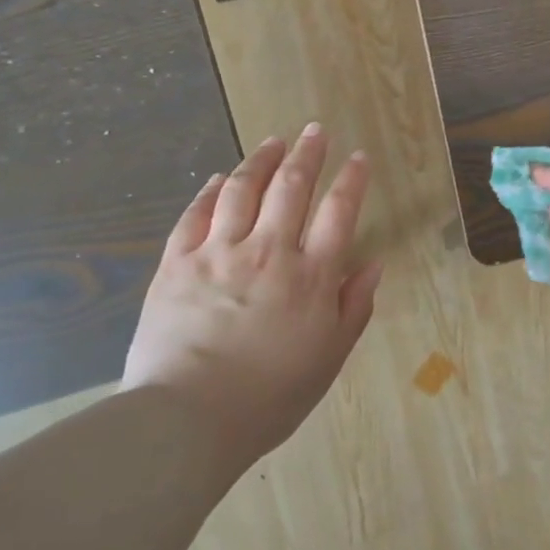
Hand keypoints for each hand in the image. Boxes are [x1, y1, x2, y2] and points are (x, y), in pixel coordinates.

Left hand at [123, 124, 382, 457]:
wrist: (187, 419)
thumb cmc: (270, 396)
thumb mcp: (329, 358)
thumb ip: (354, 306)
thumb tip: (373, 263)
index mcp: (311, 276)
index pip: (338, 212)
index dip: (352, 179)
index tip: (359, 157)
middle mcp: (269, 251)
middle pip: (292, 187)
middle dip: (308, 153)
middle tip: (316, 130)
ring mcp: (218, 253)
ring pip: (243, 190)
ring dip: (261, 160)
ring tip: (274, 141)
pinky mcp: (176, 264)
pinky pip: (195, 215)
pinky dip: (210, 191)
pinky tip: (219, 178)